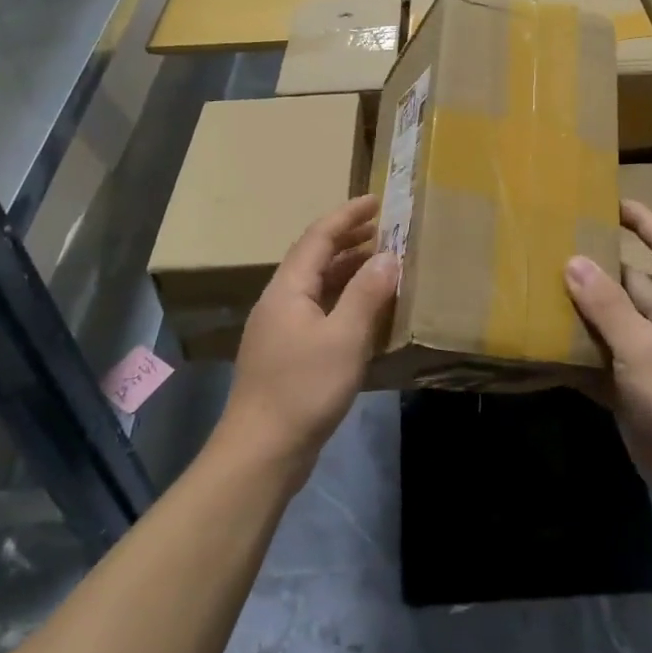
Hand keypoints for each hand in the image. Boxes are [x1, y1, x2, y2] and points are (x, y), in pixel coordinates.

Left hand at [216, 195, 398, 487]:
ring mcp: (280, 329)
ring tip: (380, 264)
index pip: (318, 237)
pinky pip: (318, 311)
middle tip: (384, 229)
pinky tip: (364, 313)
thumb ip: (367, 293)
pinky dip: (343, 300)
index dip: (347, 216)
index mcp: (288, 288)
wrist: (262, 451)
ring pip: (316, 286)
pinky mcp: (286, 354)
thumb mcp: (344, 337)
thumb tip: (389, 256)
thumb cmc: (304, 388)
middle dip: (349, 240)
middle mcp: (280, 301)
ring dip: (347, 270)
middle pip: (314, 258)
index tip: (377, 201)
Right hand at [565, 200, 651, 513]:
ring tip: (536, 289)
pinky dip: (576, 353)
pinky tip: (543, 346)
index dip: (640, 218)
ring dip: (580, 311)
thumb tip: (573, 260)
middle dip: (595, 266)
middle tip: (549, 249)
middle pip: (629, 281)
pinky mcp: (632, 387)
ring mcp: (648, 355)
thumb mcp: (643, 345)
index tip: (607, 201)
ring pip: (610, 321)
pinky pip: (600, 359)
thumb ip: (607, 304)